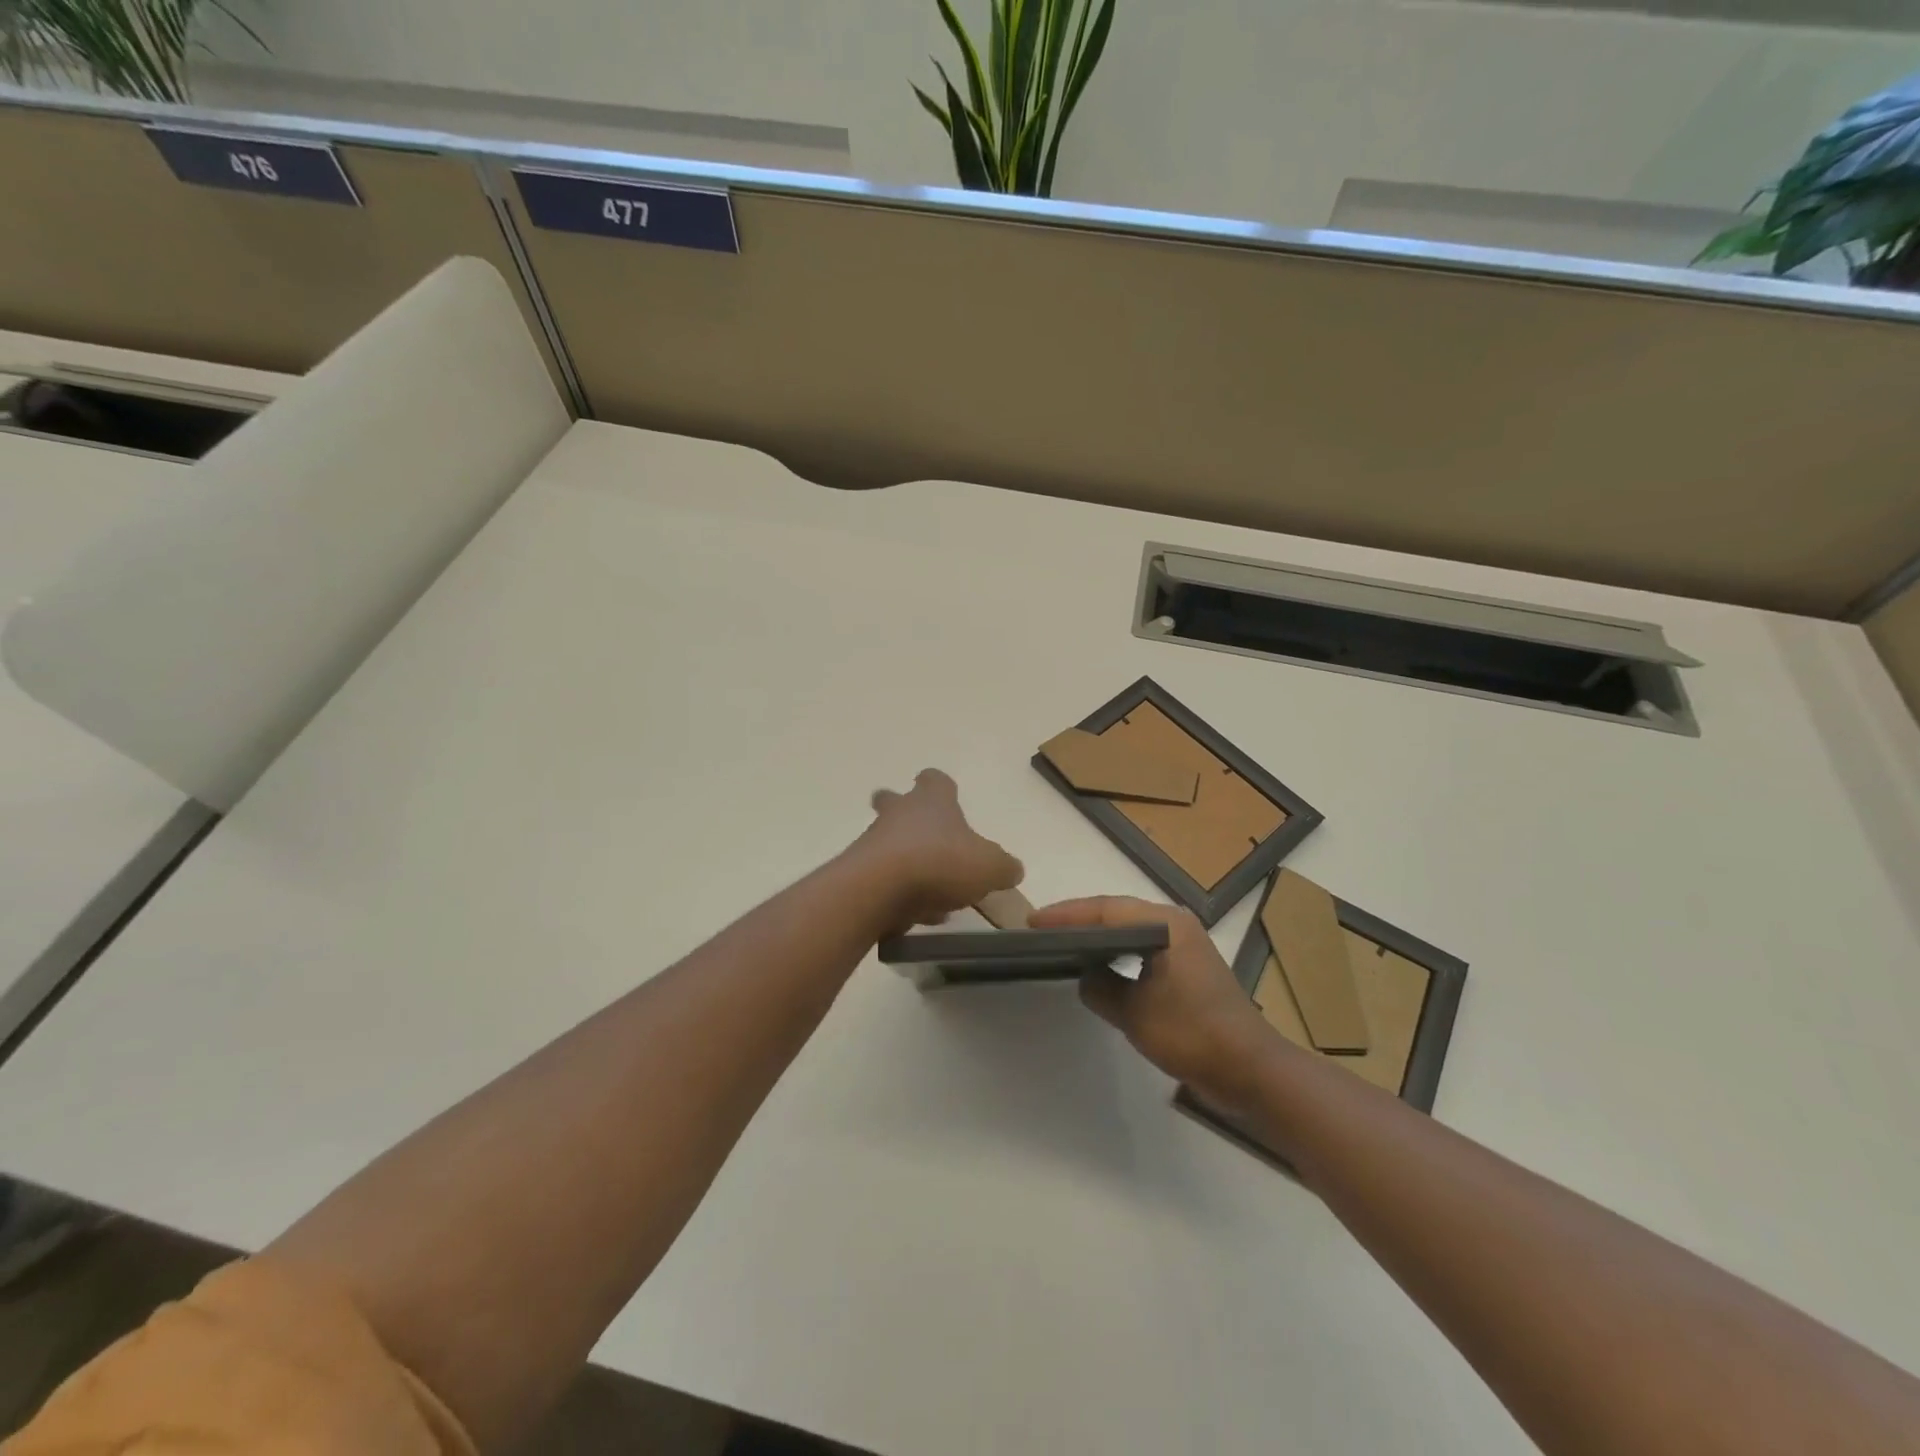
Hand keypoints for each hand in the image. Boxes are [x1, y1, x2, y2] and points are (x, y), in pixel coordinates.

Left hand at [854, 769, 1022, 928]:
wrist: (878, 889)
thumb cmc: (939, 862)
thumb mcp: (989, 866)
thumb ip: (1003, 866)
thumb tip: (1012, 869)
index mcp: (931, 801)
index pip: (934, 780)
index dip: (941, 787)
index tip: (948, 798)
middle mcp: (898, 814)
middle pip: (894, 801)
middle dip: (906, 815)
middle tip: (926, 838)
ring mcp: (873, 842)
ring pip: (889, 844)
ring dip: (907, 863)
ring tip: (934, 896)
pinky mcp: (858, 874)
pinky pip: (882, 880)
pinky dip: (898, 894)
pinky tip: (917, 917)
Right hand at [1030, 895, 1278, 1105]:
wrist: (1251, 1071)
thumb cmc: (1193, 1034)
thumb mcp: (1135, 1013)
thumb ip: (1101, 987)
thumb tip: (1086, 976)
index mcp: (1166, 925)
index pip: (1106, 909)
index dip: (1067, 914)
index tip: (1033, 922)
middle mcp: (1176, 926)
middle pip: (1117, 912)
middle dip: (1079, 919)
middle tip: (1042, 929)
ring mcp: (1184, 947)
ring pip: (1129, 929)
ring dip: (1097, 934)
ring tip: (1062, 943)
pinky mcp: (1188, 969)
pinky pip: (1142, 949)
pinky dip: (1116, 952)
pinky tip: (1099, 966)